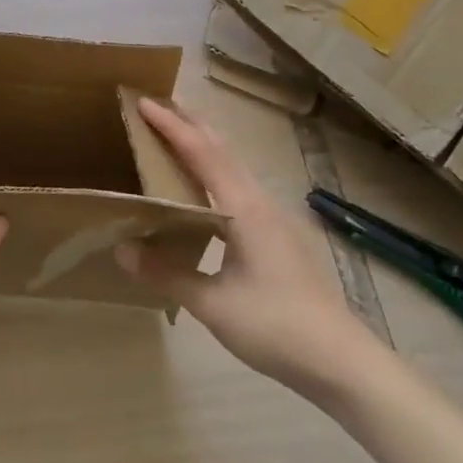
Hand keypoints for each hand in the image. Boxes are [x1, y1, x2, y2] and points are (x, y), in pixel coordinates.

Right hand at [116, 99, 388, 402]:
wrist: (341, 360)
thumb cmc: (275, 326)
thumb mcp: (213, 304)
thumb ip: (166, 273)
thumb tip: (121, 250)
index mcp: (243, 209)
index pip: (201, 153)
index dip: (171, 126)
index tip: (142, 102)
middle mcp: (259, 202)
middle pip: (221, 149)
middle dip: (189, 122)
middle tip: (156, 104)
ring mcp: (273, 217)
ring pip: (233, 165)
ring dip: (204, 144)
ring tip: (175, 134)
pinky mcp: (278, 234)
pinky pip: (239, 185)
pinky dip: (215, 169)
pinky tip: (204, 188)